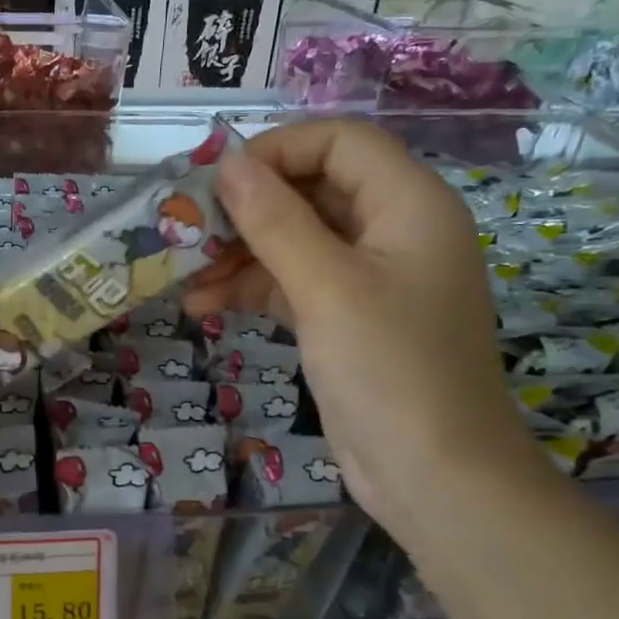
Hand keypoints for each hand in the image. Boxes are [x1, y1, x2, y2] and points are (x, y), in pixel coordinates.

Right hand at [186, 120, 536, 528]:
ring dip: (239, 253)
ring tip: (184, 275)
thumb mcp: (326, 288)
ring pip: (295, 239)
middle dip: (247, 209)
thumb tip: (228, 165)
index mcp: (409, 204)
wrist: (434, 476)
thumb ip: (275, 221)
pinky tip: (204, 304)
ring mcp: (369, 276)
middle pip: (311, 189)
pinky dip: (251, 288)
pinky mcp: (346, 317)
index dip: (277, 150)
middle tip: (187, 230)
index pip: (339, 141)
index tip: (218, 183)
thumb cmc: (390, 370)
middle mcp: (392, 229)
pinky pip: (293, 282)